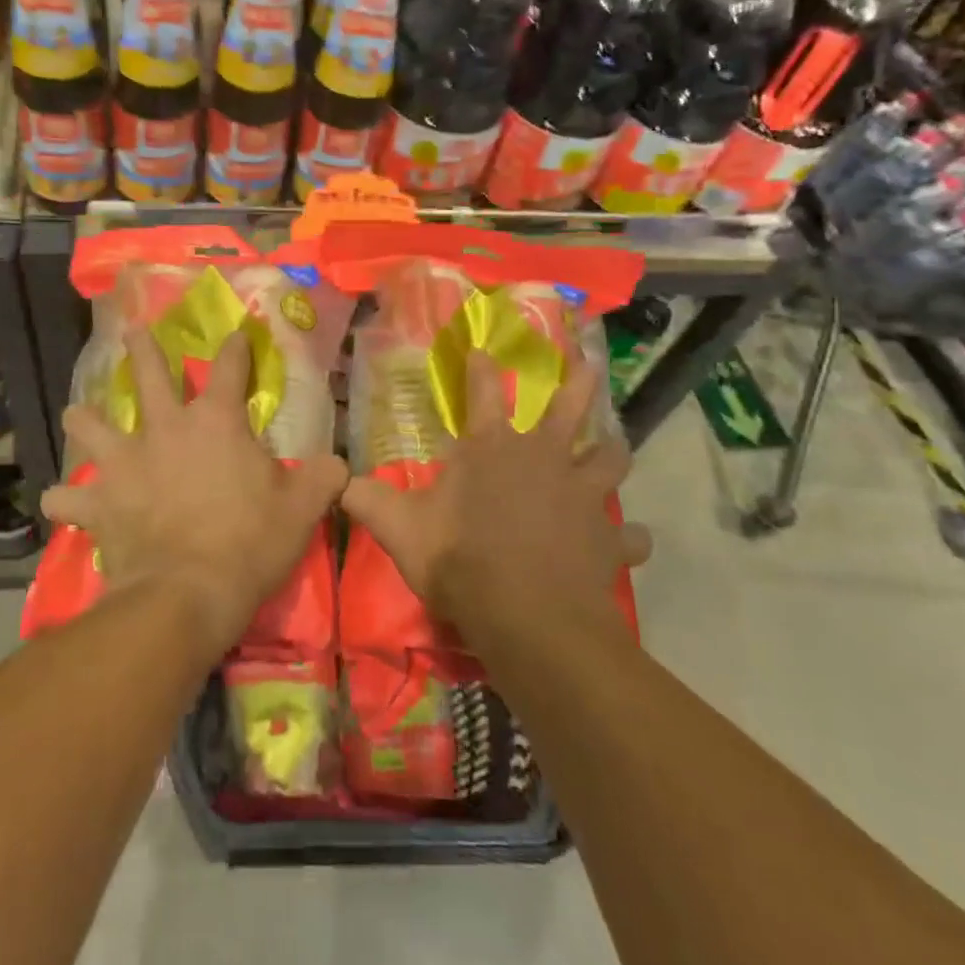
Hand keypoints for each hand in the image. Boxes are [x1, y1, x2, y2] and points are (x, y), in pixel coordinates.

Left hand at [41, 329, 347, 652]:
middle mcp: (165, 429)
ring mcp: (125, 462)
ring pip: (90, 424)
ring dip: (84, 419)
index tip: (237, 333)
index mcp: (216, 422)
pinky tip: (63, 502)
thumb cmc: (250, 543)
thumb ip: (323, 477)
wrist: (189, 593)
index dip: (236, 348)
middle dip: (142, 348)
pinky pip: (66, 498)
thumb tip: (337, 464)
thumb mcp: (303, 509)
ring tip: (80, 415)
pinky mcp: (98, 502)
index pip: (230, 368)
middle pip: (148, 374)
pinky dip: (65, 499)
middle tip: (133, 331)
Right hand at [341, 348, 651, 622]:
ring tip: (613, 449)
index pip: (483, 393)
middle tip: (589, 360)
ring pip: (610, 459)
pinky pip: (628, 535)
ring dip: (612, 453)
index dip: (480, 367)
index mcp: (492, 449)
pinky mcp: (609, 537)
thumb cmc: (460, 561)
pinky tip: (628, 543)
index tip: (483, 348)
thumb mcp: (399, 530)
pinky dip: (628, 538)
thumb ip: (367, 501)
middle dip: (579, 380)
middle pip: (570, 406)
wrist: (527, 616)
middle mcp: (544, 458)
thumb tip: (336, 482)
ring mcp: (583, 495)